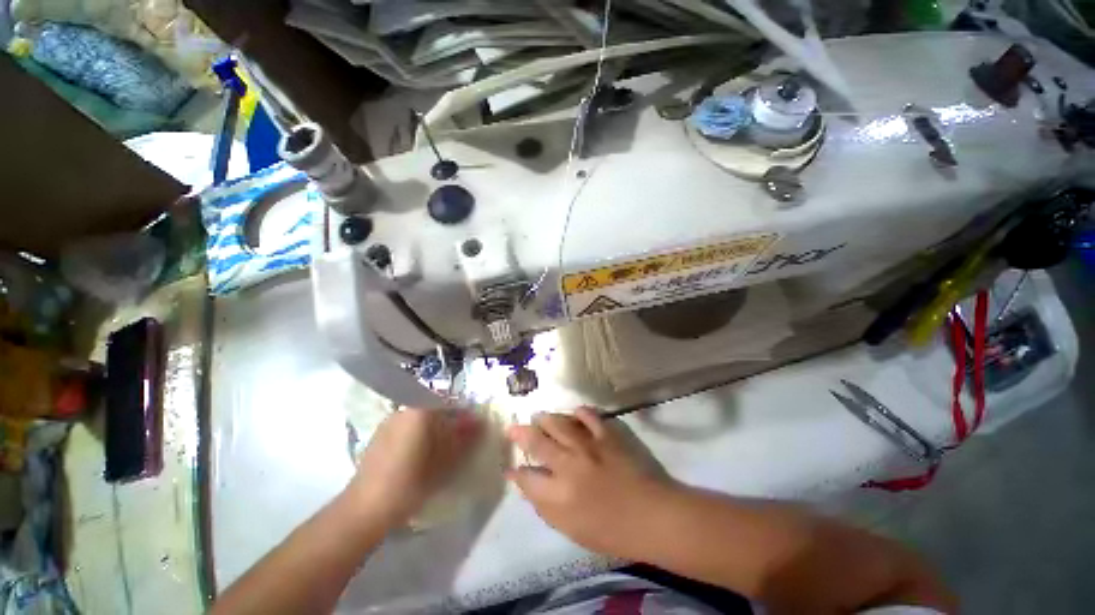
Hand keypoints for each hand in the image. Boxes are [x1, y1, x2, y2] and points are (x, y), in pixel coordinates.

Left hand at [346, 408, 481, 527]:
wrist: (365, 509)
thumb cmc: (411, 481)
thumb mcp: (446, 460)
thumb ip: (465, 437)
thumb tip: (480, 421)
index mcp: (420, 409)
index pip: (450, 402)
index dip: (464, 415)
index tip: (471, 430)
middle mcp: (404, 409)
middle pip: (435, 410)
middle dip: (449, 423)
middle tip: (458, 443)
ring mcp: (389, 422)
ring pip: (420, 420)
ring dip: (433, 431)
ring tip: (440, 453)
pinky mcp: (378, 438)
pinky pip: (406, 430)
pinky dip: (417, 438)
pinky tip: (419, 458)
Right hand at [506, 408, 675, 559]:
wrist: (652, 516)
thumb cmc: (612, 531)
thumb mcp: (571, 529)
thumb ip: (545, 506)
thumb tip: (527, 485)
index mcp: (557, 495)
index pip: (526, 478)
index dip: (516, 472)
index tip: (512, 467)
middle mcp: (568, 465)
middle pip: (536, 442)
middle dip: (520, 433)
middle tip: (513, 427)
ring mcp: (588, 446)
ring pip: (558, 423)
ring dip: (545, 419)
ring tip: (539, 417)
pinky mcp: (606, 435)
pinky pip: (588, 415)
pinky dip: (579, 412)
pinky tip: (574, 412)